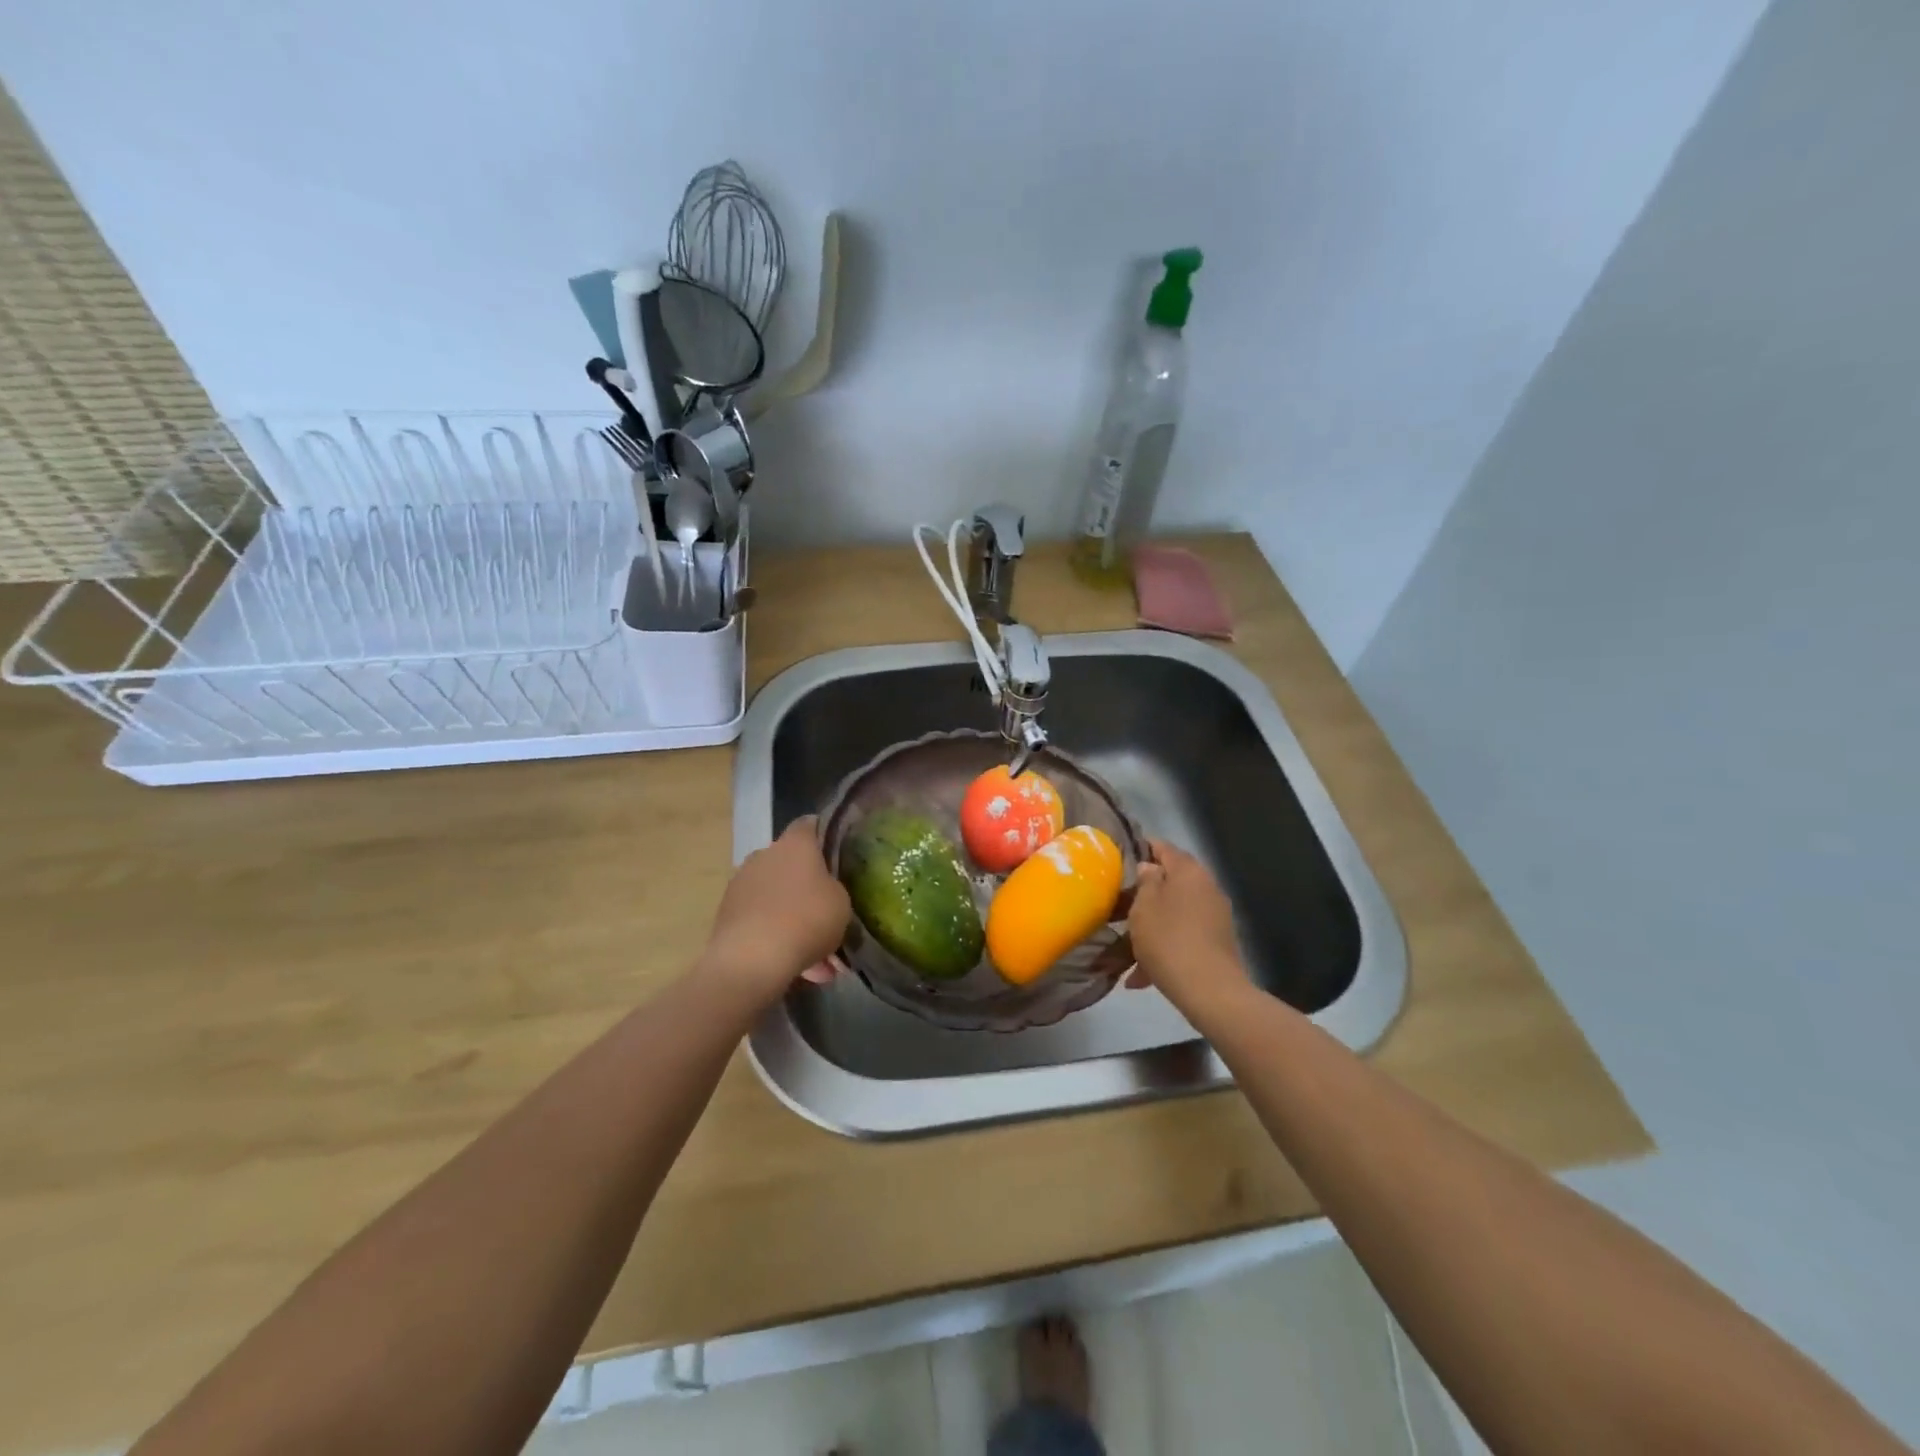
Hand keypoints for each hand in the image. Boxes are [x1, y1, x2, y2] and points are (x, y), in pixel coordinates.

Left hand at [698, 817, 850, 1007]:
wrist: (751, 960)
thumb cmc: (806, 919)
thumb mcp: (841, 903)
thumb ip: (834, 888)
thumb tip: (824, 889)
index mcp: (794, 844)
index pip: (809, 824)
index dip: (824, 835)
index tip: (837, 852)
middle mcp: (763, 855)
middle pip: (789, 862)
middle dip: (806, 883)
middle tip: (826, 909)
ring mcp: (741, 884)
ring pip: (775, 895)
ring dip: (791, 914)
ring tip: (816, 953)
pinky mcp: (726, 914)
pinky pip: (760, 919)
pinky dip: (776, 935)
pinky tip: (796, 964)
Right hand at [1125, 841, 1251, 1018]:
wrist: (1209, 990)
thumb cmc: (1168, 939)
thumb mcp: (1144, 907)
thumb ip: (1145, 881)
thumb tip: (1150, 868)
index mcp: (1189, 871)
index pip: (1163, 848)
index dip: (1142, 848)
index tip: (1120, 858)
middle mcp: (1207, 887)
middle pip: (1172, 881)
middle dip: (1146, 893)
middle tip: (1120, 904)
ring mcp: (1215, 916)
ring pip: (1175, 912)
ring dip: (1153, 924)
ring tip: (1126, 947)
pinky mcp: (1217, 942)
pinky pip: (1184, 935)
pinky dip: (1165, 946)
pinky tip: (1142, 975)